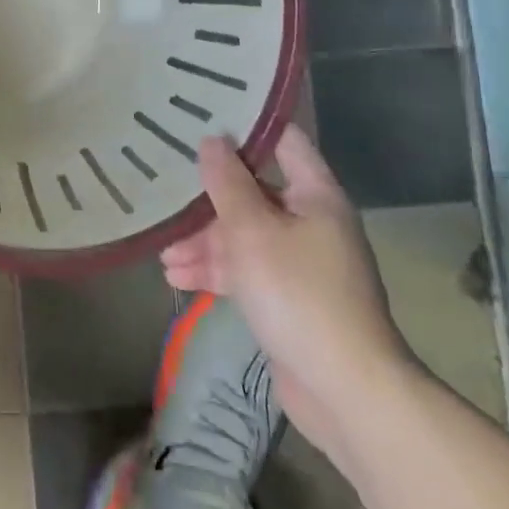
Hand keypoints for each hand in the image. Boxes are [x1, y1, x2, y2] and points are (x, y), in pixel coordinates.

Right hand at [161, 126, 416, 459]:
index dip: (245, 126)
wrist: (346, 390)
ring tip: (163, 251)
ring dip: (205, 241)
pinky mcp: (288, 297)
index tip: (200, 118)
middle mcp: (311, 222)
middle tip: (165, 190)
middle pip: (254, 192)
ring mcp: (301, 262)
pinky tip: (178, 278)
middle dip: (209, 198)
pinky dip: (217, 271)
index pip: (283, 141)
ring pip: (244, 235)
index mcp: (315, 195)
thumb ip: (227, 183)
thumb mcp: (252, 231)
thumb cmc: (298, 293)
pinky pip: (247, 270)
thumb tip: (212, 140)